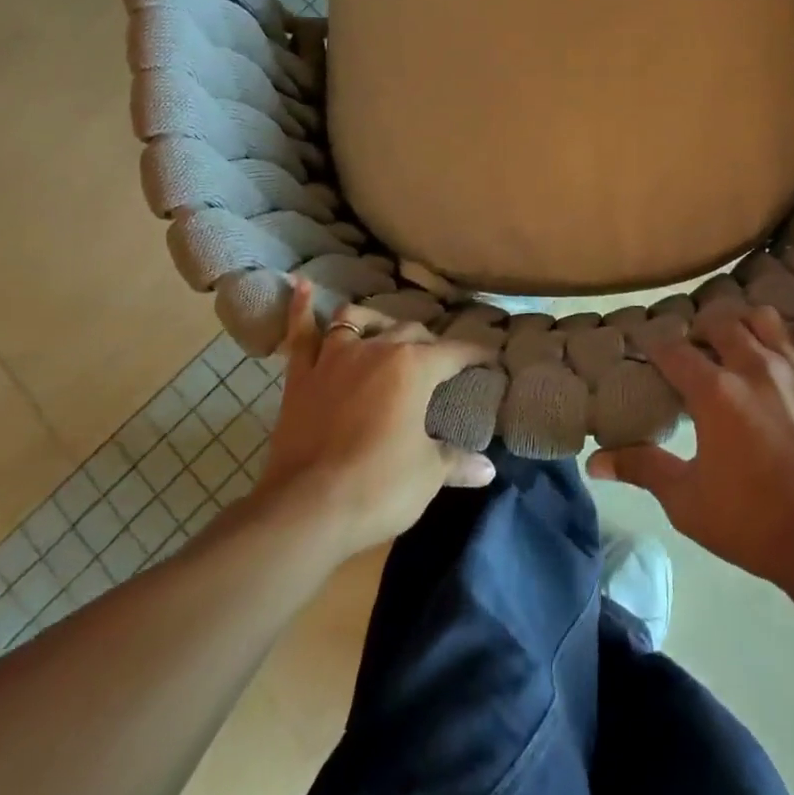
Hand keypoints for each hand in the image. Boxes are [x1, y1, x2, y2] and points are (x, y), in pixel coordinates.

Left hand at [255, 280, 497, 557]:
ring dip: (376, 320)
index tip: (492, 358)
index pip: (456, 352)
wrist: (307, 509)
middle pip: (411, 332)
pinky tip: (303, 286)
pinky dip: (302, 309)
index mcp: (415, 367)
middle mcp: (377, 349)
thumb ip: (457, 462)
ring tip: (384, 329)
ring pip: (357, 320)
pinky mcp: (300, 376)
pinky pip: (301, 334)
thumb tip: (488, 469)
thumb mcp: (429, 475)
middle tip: (442, 359)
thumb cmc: (379, 487)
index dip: (478, 354)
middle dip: (431, 342)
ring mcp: (335, 358)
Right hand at [588, 304, 793, 590]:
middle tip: (697, 350)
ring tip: (742, 338)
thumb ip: (642, 468)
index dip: (655, 345)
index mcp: (714, 390)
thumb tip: (594, 461)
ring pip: (766, 318)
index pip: (672, 350)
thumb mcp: (685, 500)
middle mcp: (753, 366)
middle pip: (719, 322)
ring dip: (748, 323)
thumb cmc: (750, 521)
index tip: (648, 349)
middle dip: (702, 330)